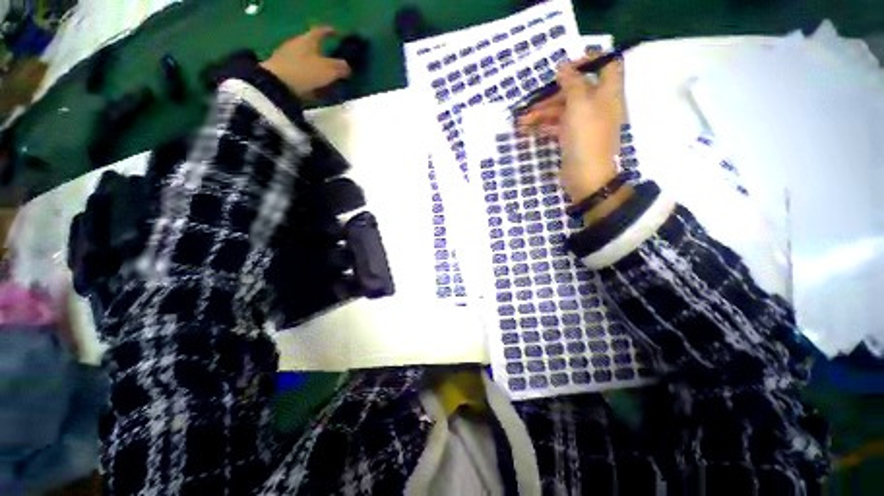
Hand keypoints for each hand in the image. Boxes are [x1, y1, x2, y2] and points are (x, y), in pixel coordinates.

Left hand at [260, 26, 351, 100]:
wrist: (277, 84)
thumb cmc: (305, 72)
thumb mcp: (328, 70)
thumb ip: (340, 67)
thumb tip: (347, 67)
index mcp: (308, 40)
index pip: (321, 31)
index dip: (329, 31)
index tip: (337, 33)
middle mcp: (297, 44)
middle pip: (312, 45)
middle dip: (323, 52)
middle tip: (333, 61)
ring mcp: (288, 57)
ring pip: (306, 59)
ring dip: (315, 66)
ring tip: (325, 77)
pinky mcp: (283, 70)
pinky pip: (300, 70)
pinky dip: (308, 75)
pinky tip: (314, 85)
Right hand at [518, 53, 624, 200]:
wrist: (587, 177)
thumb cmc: (586, 137)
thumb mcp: (579, 104)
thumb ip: (572, 82)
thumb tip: (563, 65)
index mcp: (607, 92)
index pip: (606, 64)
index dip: (588, 60)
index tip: (566, 67)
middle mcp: (598, 105)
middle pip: (575, 90)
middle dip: (551, 95)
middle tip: (531, 102)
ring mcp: (585, 124)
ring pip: (563, 110)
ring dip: (542, 113)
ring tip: (521, 121)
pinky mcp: (573, 139)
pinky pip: (558, 126)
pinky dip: (544, 126)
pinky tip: (529, 129)